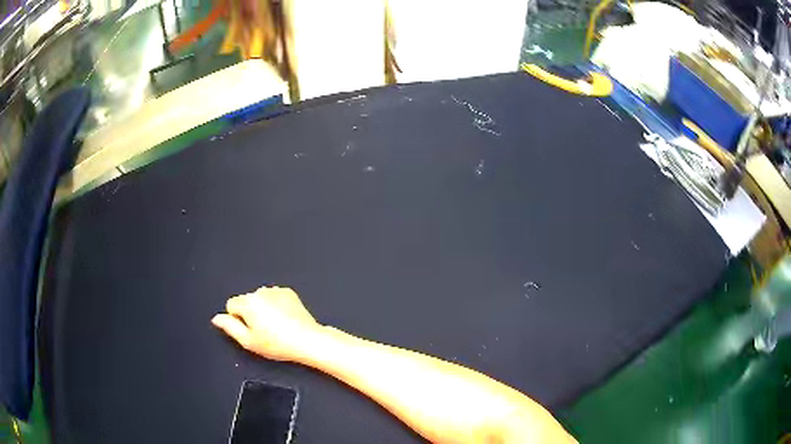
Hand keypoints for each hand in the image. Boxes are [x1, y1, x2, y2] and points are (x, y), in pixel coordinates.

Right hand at [212, 286, 322, 361]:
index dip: (238, 320)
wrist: (306, 340)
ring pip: (261, 299)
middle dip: (251, 314)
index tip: (249, 330)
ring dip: (264, 309)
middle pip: (246, 301)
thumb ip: (229, 327)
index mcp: (248, 302)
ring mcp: (276, 291)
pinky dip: (277, 306)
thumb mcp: (248, 341)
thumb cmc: (278, 343)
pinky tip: (284, 320)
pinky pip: (275, 298)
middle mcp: (261, 292)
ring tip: (276, 327)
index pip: (231, 305)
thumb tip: (217, 318)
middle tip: (264, 331)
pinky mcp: (289, 293)